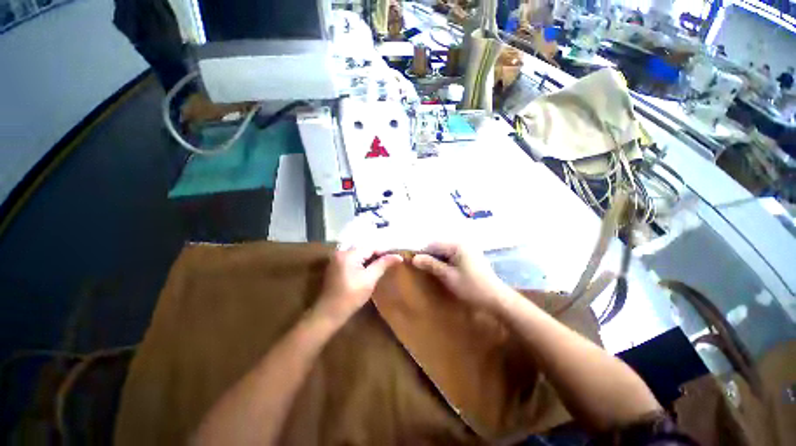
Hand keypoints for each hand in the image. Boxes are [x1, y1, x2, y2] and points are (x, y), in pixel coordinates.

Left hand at [315, 248, 402, 322]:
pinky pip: (351, 259)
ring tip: (382, 264)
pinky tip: (369, 268)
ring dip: (369, 258)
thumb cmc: (351, 297)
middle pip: (363, 249)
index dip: (383, 251)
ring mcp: (336, 259)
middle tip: (389, 261)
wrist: (329, 313)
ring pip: (358, 253)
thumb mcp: (370, 279)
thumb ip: (383, 265)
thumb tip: (398, 256)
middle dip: (377, 254)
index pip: (370, 247)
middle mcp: (340, 252)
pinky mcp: (335, 266)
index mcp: (348, 254)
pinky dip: (361, 262)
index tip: (395, 257)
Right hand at [412, 242, 513, 311]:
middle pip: (440, 246)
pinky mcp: (471, 256)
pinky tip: (444, 271)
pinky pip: (453, 255)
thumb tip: (414, 258)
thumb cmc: (471, 287)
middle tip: (424, 269)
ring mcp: (468, 249)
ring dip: (438, 259)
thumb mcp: (448, 276)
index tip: (414, 264)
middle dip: (431, 256)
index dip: (423, 253)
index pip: (433, 244)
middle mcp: (463, 243)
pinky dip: (446, 261)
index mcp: (457, 245)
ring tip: (433, 271)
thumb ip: (431, 265)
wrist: (496, 299)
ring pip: (446, 251)